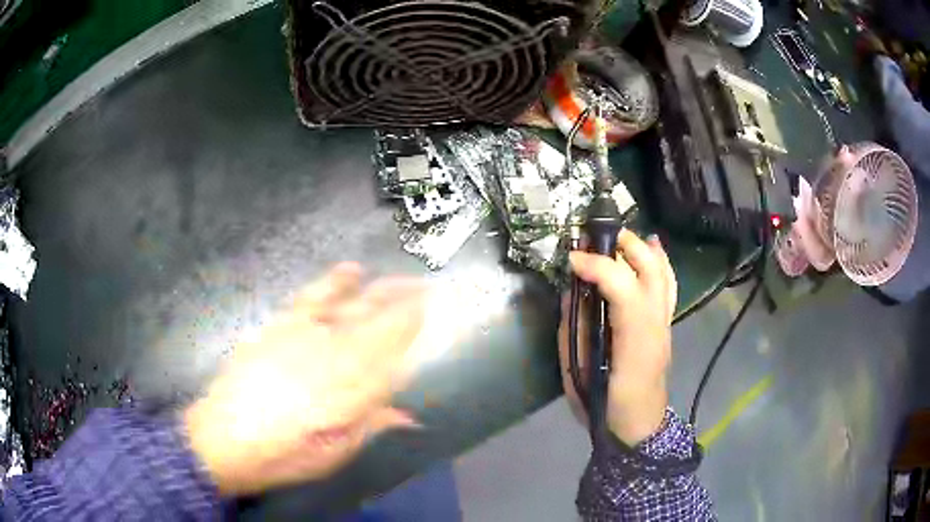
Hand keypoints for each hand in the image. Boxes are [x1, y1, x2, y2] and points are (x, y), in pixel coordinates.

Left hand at [184, 263, 425, 495]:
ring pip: (352, 304)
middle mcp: (332, 354)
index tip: (434, 313)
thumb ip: (371, 426)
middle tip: (429, 289)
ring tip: (403, 277)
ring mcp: (304, 334)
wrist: (223, 436)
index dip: (415, 330)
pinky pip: (314, 296)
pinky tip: (349, 270)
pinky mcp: (280, 326)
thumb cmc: (283, 454)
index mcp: (350, 388)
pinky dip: (335, 281)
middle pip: (378, 322)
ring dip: (381, 289)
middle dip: (407, 302)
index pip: (393, 352)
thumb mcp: (334, 453)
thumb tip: (408, 416)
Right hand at [558, 230, 676, 445]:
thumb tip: (572, 292)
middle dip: (623, 246)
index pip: (624, 288)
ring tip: (617, 237)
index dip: (598, 266)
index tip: (571, 260)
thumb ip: (574, 330)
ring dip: (641, 248)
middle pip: (650, 270)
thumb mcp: (578, 374)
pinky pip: (667, 284)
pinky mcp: (666, 324)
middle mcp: (656, 324)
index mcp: (634, 341)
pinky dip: (659, 261)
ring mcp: (665, 323)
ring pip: (663, 273)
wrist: (638, 428)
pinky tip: (651, 247)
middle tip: (592, 239)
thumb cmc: (604, 406)